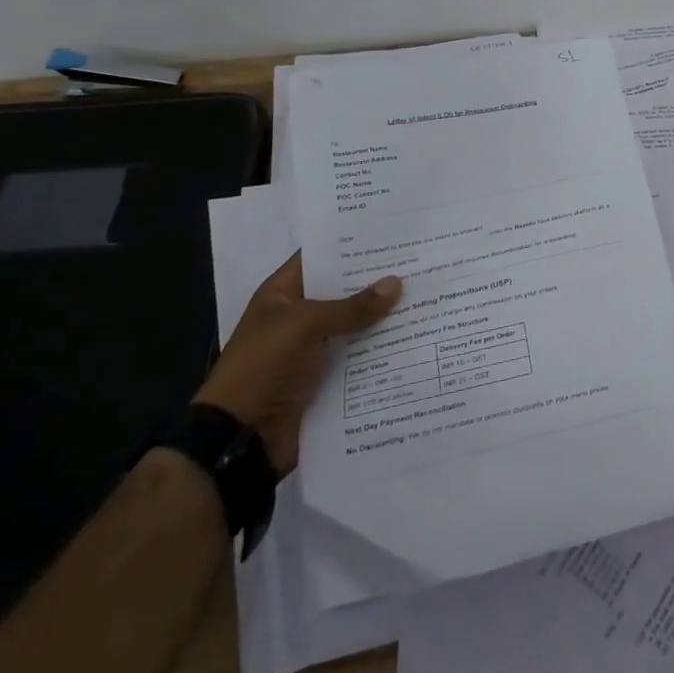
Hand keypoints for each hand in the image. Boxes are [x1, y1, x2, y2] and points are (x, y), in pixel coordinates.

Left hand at [194, 252, 401, 473]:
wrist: (241, 439)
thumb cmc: (263, 367)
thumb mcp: (304, 326)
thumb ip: (351, 306)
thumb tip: (397, 283)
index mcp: (283, 295)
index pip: (321, 257)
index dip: (352, 245)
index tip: (392, 232)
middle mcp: (300, 317)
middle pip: (345, 291)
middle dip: (379, 280)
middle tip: (423, 261)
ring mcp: (315, 349)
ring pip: (358, 325)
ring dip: (387, 317)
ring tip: (431, 294)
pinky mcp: (330, 378)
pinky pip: (362, 357)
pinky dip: (385, 350)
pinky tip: (418, 336)